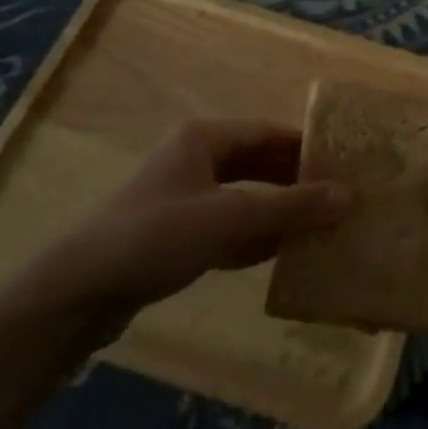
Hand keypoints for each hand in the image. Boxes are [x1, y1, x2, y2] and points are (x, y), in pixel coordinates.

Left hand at [1, 119, 352, 349]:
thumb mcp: (230, 218)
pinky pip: (229, 228)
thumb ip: (291, 207)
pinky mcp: (177, 235)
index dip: (309, 148)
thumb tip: (350, 195)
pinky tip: (283, 254)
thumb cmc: (156, 237)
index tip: (348, 166)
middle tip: (341, 199)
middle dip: (297, 182)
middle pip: (260, 164)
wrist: (77, 294)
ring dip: (279, 212)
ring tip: (323, 227)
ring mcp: (185, 198)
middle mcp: (196, 159)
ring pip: (246, 197)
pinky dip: (255, 237)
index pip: (271, 133)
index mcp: (205, 138)